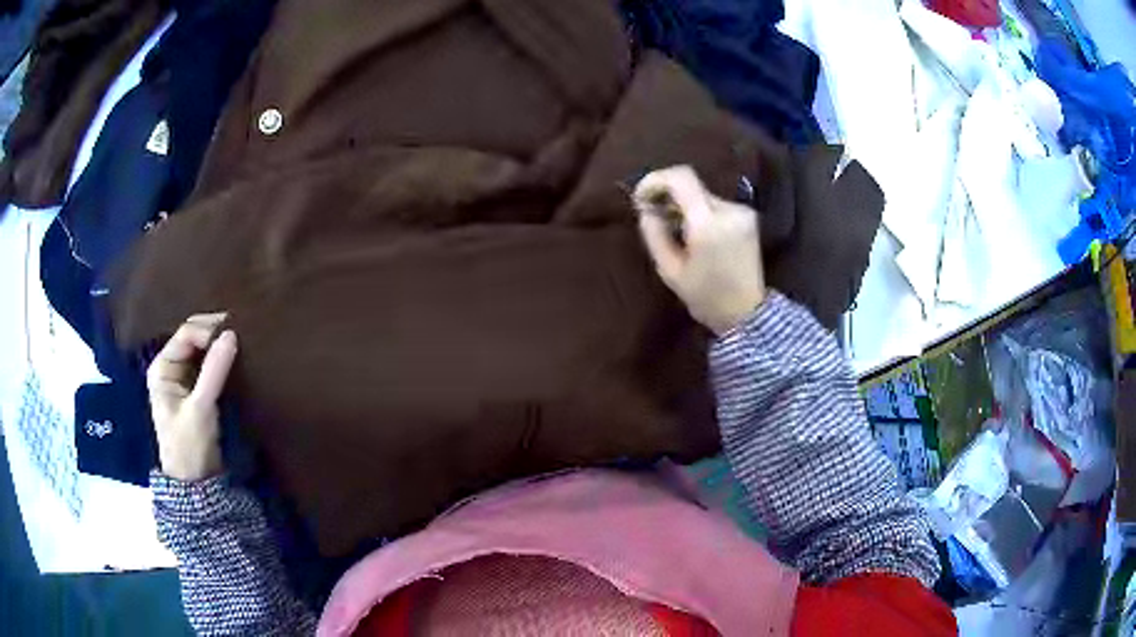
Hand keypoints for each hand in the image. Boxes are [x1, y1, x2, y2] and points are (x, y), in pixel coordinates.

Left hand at [147, 313, 237, 481]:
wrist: (195, 483)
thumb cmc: (190, 445)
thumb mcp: (201, 408)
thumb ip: (214, 371)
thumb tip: (231, 333)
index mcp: (162, 368)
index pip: (186, 334)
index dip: (208, 330)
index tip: (234, 334)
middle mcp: (171, 368)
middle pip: (193, 339)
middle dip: (214, 334)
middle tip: (241, 334)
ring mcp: (183, 380)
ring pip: (202, 352)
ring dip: (219, 347)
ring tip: (242, 344)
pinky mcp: (196, 392)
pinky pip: (209, 367)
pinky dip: (221, 362)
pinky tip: (236, 361)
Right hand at [633, 166, 765, 334]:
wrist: (746, 313)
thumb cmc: (705, 296)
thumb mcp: (669, 270)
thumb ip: (654, 233)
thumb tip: (645, 208)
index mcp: (708, 223)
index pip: (681, 178)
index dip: (655, 180)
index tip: (640, 198)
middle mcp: (729, 210)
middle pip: (691, 185)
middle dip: (668, 196)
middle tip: (653, 216)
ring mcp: (742, 212)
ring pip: (702, 195)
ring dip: (683, 205)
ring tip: (674, 230)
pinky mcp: (748, 217)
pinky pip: (715, 205)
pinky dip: (699, 212)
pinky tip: (694, 234)